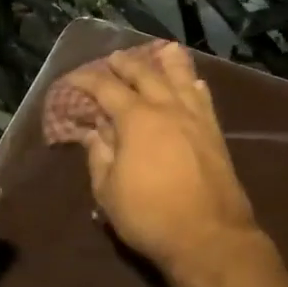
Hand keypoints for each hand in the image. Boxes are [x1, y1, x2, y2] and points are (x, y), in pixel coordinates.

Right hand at [54, 40, 259, 275]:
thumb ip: (99, 155)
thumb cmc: (150, 216)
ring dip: (167, 62)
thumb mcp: (108, 190)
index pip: (106, 88)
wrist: (209, 237)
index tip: (72, 80)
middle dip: (126, 63)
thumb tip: (93, 131)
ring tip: (161, 50)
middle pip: (145, 74)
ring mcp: (195, 118)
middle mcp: (167, 108)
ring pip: (180, 78)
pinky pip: (203, 98)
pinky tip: (193, 82)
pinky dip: (194, 85)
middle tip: (113, 58)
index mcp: (136, 119)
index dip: (87, 81)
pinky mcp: (214, 133)